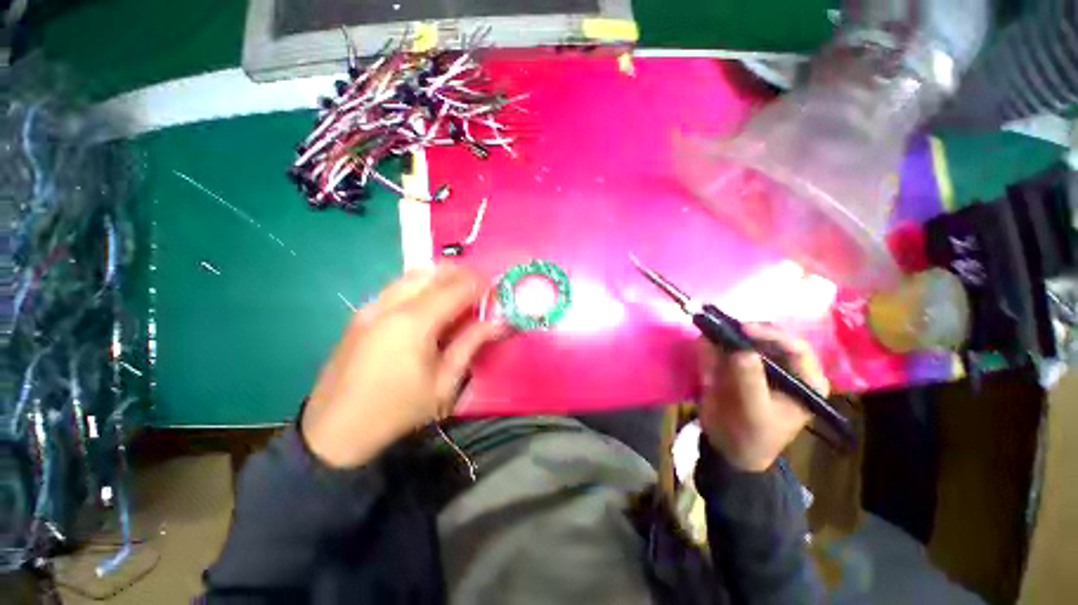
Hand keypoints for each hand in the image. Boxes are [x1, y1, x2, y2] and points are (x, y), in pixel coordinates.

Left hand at [302, 265, 503, 467]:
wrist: (335, 431)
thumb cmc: (397, 410)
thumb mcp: (444, 383)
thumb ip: (471, 344)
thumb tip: (497, 322)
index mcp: (414, 322)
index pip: (456, 288)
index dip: (480, 285)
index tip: (496, 290)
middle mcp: (390, 304)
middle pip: (432, 271)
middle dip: (461, 274)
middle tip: (479, 290)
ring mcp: (371, 306)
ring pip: (413, 274)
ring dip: (440, 277)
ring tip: (458, 294)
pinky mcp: (360, 313)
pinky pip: (398, 286)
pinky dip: (421, 286)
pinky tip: (430, 305)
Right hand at [696, 325, 828, 472]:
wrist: (728, 448)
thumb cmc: (752, 436)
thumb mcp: (754, 412)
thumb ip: (749, 381)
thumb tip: (741, 350)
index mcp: (803, 380)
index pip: (795, 347)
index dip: (770, 334)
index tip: (742, 330)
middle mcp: (783, 367)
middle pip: (767, 338)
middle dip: (743, 332)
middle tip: (721, 328)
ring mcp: (757, 364)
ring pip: (743, 339)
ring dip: (725, 335)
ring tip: (709, 331)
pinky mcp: (736, 365)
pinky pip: (724, 348)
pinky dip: (713, 344)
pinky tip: (703, 343)